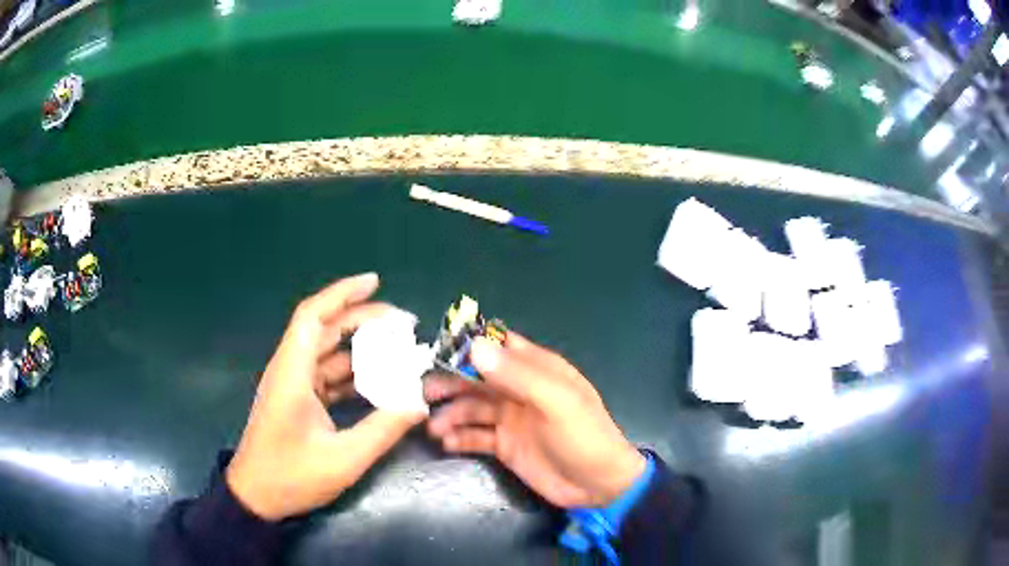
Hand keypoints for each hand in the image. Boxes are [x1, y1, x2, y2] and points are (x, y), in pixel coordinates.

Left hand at [226, 273, 424, 520]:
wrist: (256, 496)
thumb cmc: (291, 476)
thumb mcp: (343, 459)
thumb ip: (383, 429)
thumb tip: (420, 404)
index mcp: (292, 373)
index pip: (314, 316)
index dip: (343, 293)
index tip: (375, 281)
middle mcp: (290, 370)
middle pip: (326, 329)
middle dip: (364, 319)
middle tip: (405, 323)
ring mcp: (292, 385)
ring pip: (328, 352)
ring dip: (361, 347)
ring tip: (399, 349)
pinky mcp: (297, 400)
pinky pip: (327, 375)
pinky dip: (352, 373)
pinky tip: (379, 381)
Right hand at [424, 333, 644, 508]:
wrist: (596, 485)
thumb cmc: (583, 437)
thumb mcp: (556, 402)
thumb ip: (517, 375)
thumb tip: (474, 347)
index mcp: (537, 370)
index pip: (498, 346)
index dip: (468, 346)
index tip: (437, 351)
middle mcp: (519, 390)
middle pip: (477, 378)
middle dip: (450, 383)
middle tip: (424, 393)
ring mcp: (511, 418)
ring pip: (472, 407)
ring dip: (451, 413)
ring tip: (434, 428)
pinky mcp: (505, 445)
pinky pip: (476, 436)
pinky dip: (460, 437)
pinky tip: (447, 443)